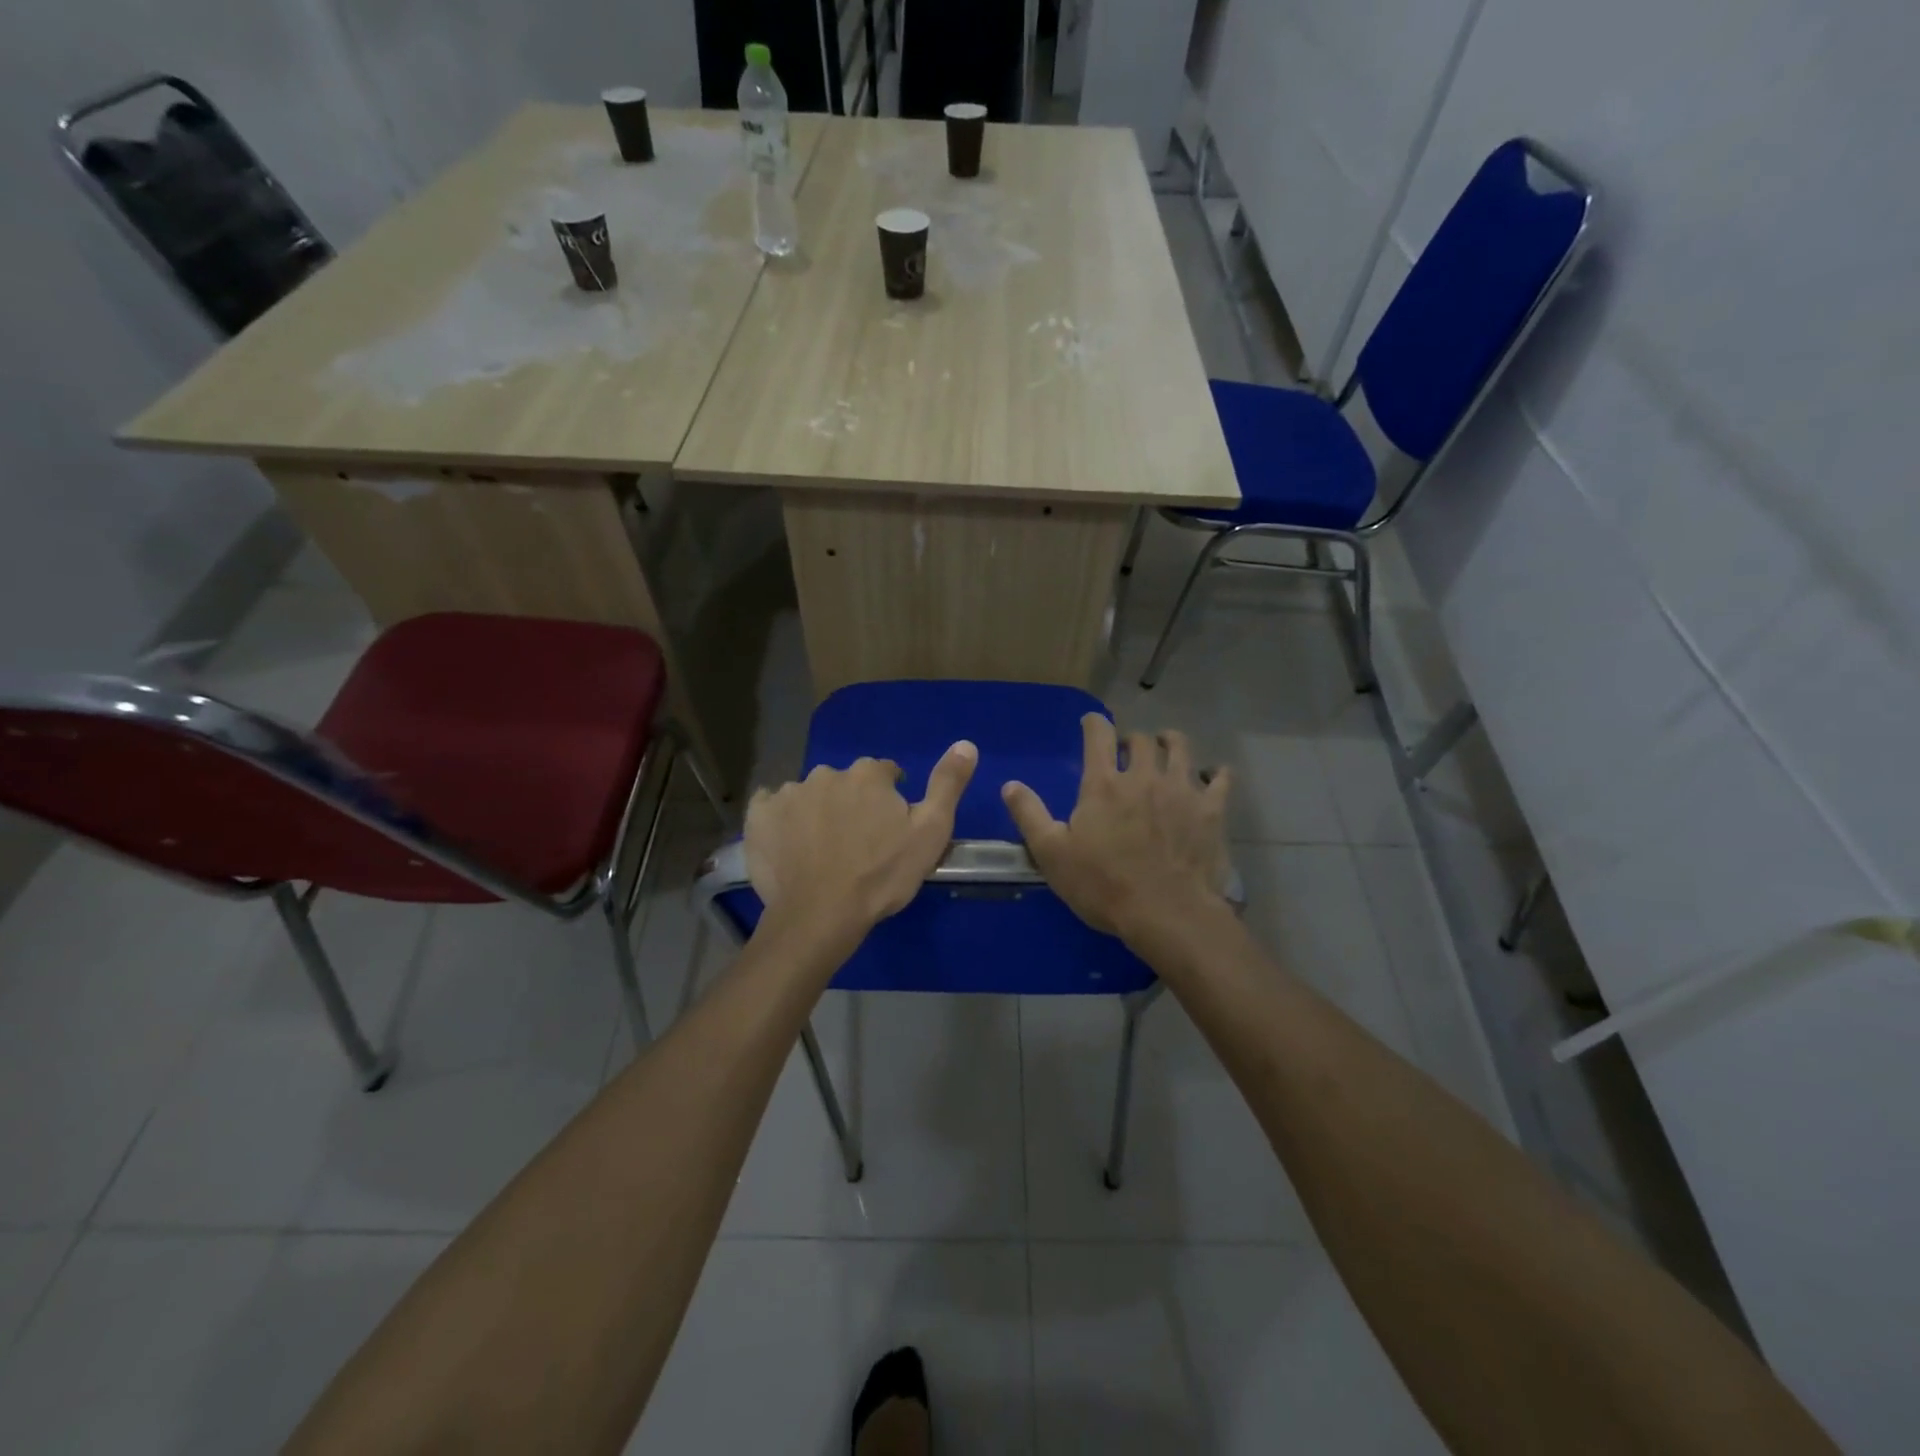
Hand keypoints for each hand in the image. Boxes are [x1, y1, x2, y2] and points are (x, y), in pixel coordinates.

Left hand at [744, 742, 977, 941]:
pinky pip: (771, 806)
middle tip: (857, 842)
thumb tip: (966, 743)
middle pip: (845, 783)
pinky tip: (788, 843)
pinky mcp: (758, 815)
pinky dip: (780, 819)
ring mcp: (788, 793)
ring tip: (821, 849)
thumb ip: (947, 784)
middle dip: (851, 803)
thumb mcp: (931, 832)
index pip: (884, 773)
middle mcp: (827, 773)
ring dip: (817, 811)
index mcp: (868, 775)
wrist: (820, 915)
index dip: (888, 798)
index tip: (888, 827)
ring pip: (809, 795)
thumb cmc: (881, 876)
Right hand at [1002, 715, 1230, 943]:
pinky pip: (1220, 778)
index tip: (1091, 722)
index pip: (1098, 735)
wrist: (1166, 914)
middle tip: (1127, 752)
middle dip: (1132, 740)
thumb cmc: (1103, 885)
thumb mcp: (1051, 853)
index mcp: (1103, 784)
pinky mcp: (1211, 810)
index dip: (1094, 723)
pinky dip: (1215, 773)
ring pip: (1180, 748)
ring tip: (1166, 749)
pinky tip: (1212, 776)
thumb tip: (1010, 784)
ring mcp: (1181, 790)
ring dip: (1170, 743)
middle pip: (1141, 740)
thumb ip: (1029, 814)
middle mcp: (1143, 776)